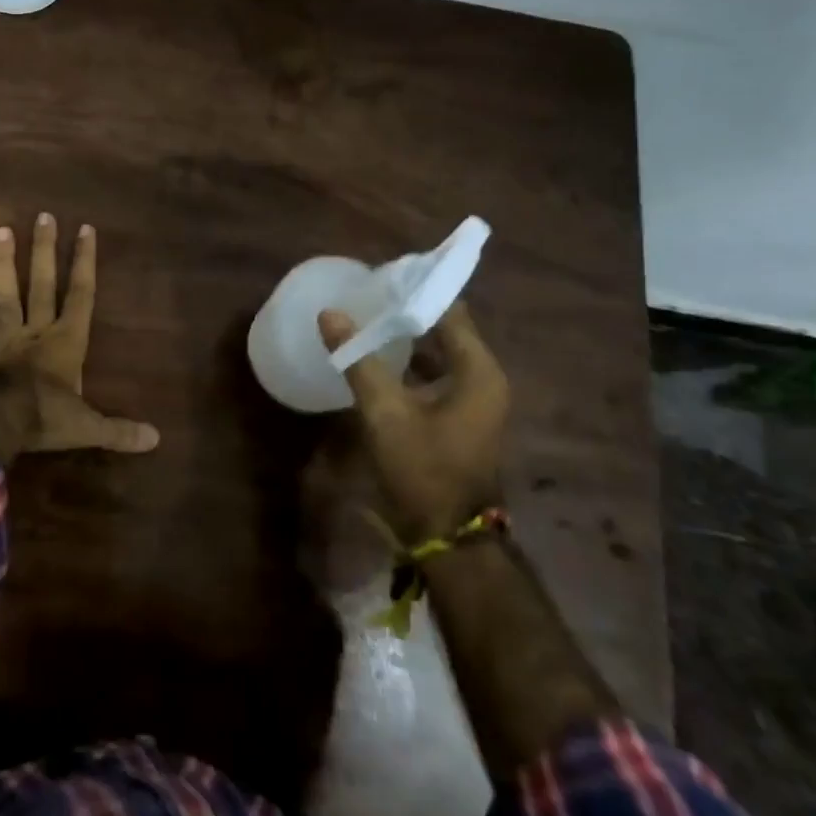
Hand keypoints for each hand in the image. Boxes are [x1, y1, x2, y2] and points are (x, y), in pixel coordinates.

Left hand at [0, 215, 159, 461]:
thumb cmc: (46, 419)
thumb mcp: (88, 427)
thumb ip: (119, 430)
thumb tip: (156, 439)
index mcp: (67, 342)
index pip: (81, 294)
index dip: (84, 262)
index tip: (85, 229)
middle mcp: (36, 332)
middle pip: (42, 284)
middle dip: (45, 250)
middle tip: (44, 216)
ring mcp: (4, 340)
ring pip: (6, 295)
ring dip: (4, 264)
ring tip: (1, 230)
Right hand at [318, 303, 508, 539]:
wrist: (449, 538)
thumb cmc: (423, 469)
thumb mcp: (385, 413)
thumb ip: (358, 360)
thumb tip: (330, 314)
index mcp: (478, 371)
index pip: (450, 311)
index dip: (416, 292)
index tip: (379, 278)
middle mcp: (485, 379)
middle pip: (446, 329)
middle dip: (406, 312)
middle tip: (366, 296)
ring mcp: (476, 401)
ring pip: (440, 353)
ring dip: (407, 338)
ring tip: (366, 319)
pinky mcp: (462, 418)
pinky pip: (437, 375)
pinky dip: (411, 363)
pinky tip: (378, 359)